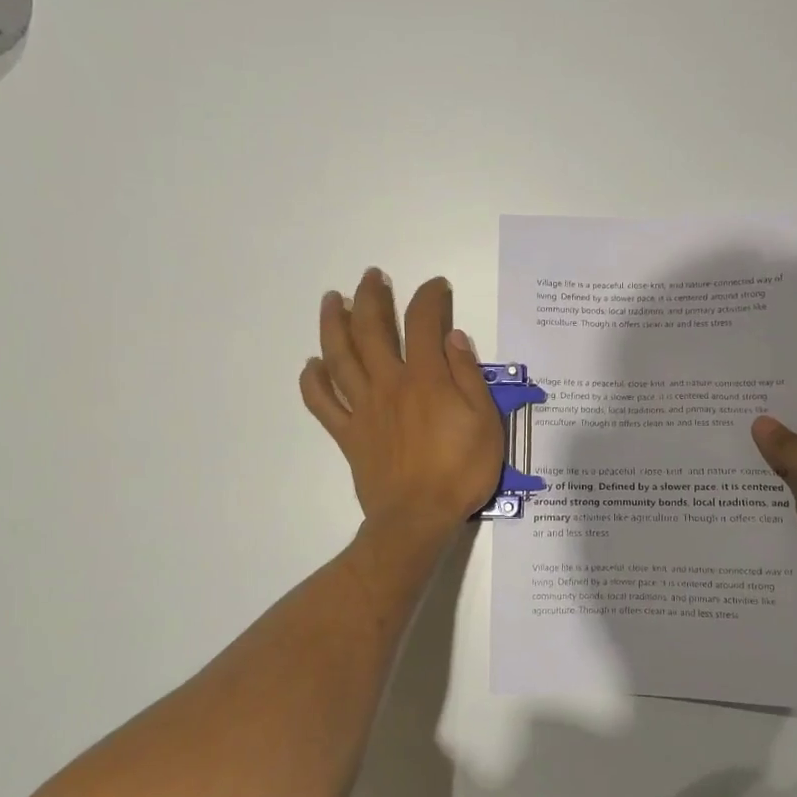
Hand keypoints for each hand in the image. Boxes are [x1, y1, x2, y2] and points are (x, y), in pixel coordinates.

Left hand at [301, 270, 504, 536]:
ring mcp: (363, 408)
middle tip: (372, 276)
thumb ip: (469, 376)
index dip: (429, 297)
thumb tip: (454, 337)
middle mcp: (389, 384)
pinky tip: (311, 364)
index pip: (425, 323)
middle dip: (371, 297)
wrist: (417, 519)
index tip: (436, 286)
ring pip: (340, 356)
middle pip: (372, 329)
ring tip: (331, 299)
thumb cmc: (460, 472)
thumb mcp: (486, 422)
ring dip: (333, 323)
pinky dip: (313, 380)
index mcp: (426, 379)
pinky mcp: (348, 434)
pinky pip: (322, 403)